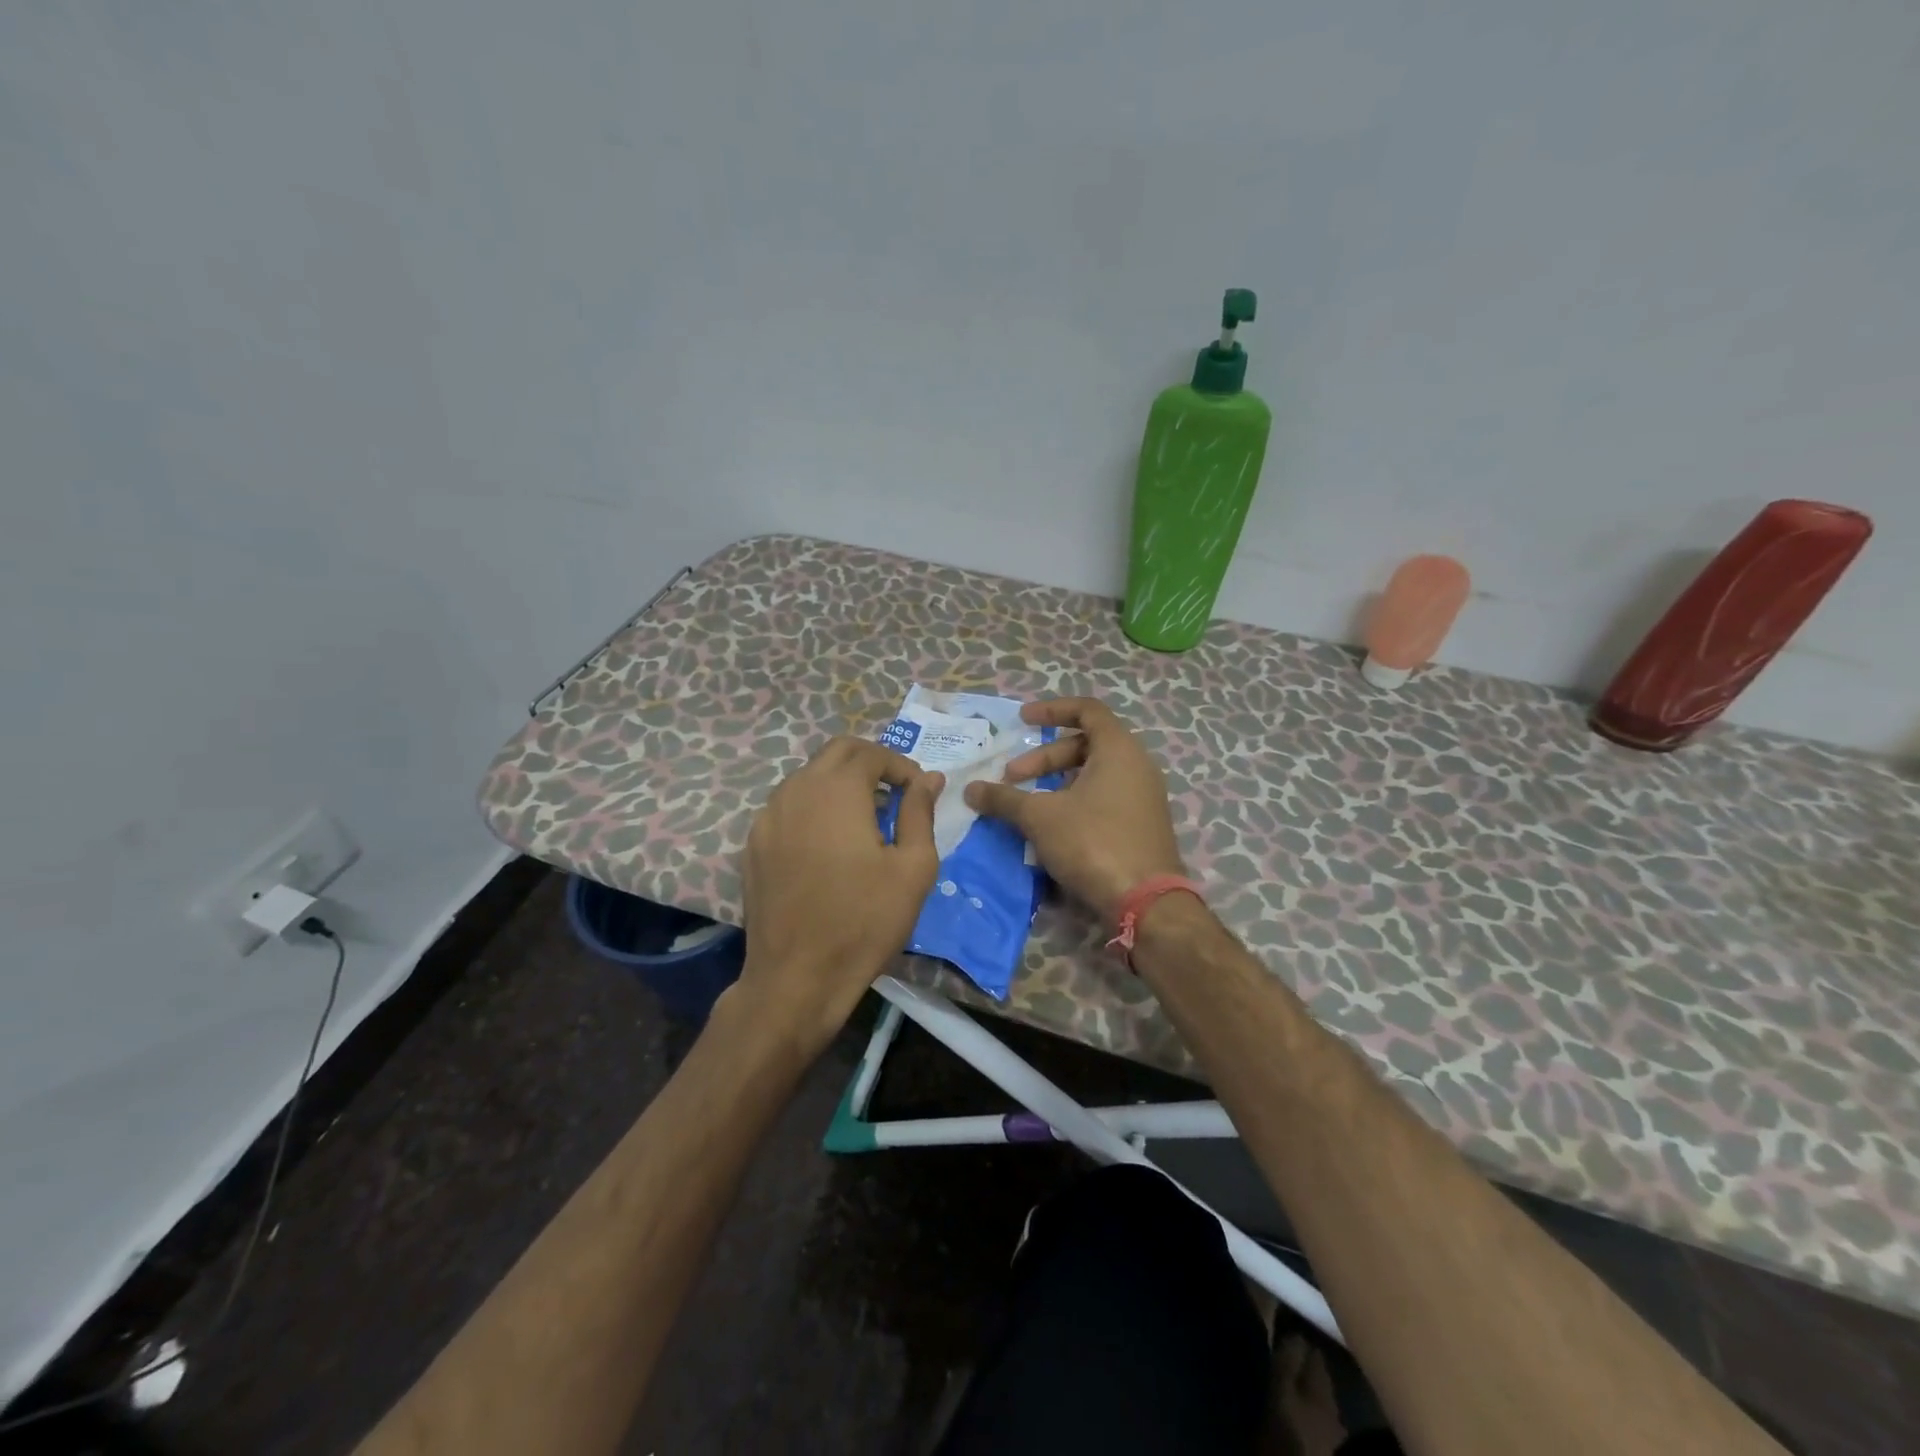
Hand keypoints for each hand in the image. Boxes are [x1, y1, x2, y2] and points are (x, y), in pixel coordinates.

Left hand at [736, 736, 942, 1054]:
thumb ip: (920, 813)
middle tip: (895, 794)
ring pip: (808, 777)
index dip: (901, 766)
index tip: (919, 792)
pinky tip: (829, 843)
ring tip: (866, 818)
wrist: (796, 978)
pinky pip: (788, 806)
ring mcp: (768, 817)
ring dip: (840, 783)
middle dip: (870, 763)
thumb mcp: (913, 868)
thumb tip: (929, 779)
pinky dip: (814, 807)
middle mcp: (796, 790)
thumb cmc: (864, 921)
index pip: (871, 753)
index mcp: (837, 790)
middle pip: (836, 753)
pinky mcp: (753, 844)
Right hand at [963, 697, 1185, 921]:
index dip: (1052, 710)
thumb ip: (1004, 798)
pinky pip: (1105, 798)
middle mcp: (1137, 766)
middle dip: (1044, 758)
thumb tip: (970, 790)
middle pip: (1086, 745)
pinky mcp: (1142, 825)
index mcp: (1119, 749)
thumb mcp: (1040, 817)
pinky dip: (1076, 801)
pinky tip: (1053, 827)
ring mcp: (1143, 797)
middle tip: (1012, 778)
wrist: (1145, 902)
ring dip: (1057, 783)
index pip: (1087, 710)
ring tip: (1028, 805)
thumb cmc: (1093, 842)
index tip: (1022, 721)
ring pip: (1094, 775)